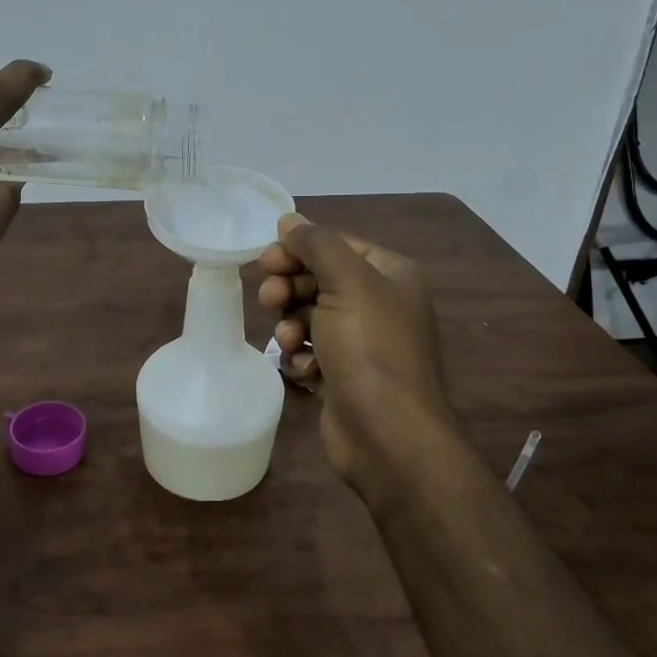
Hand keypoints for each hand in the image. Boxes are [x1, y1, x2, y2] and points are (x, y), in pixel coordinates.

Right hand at [258, 213, 456, 491]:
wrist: (388, 436)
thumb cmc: (370, 349)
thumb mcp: (346, 282)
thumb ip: (317, 244)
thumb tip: (290, 219)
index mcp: (390, 275)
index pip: (336, 245)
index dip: (298, 249)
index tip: (265, 261)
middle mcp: (379, 304)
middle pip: (319, 280)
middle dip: (290, 288)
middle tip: (269, 299)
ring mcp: (362, 343)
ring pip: (309, 317)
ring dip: (291, 326)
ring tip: (287, 342)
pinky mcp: (344, 376)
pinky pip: (311, 352)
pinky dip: (301, 359)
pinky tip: (305, 372)